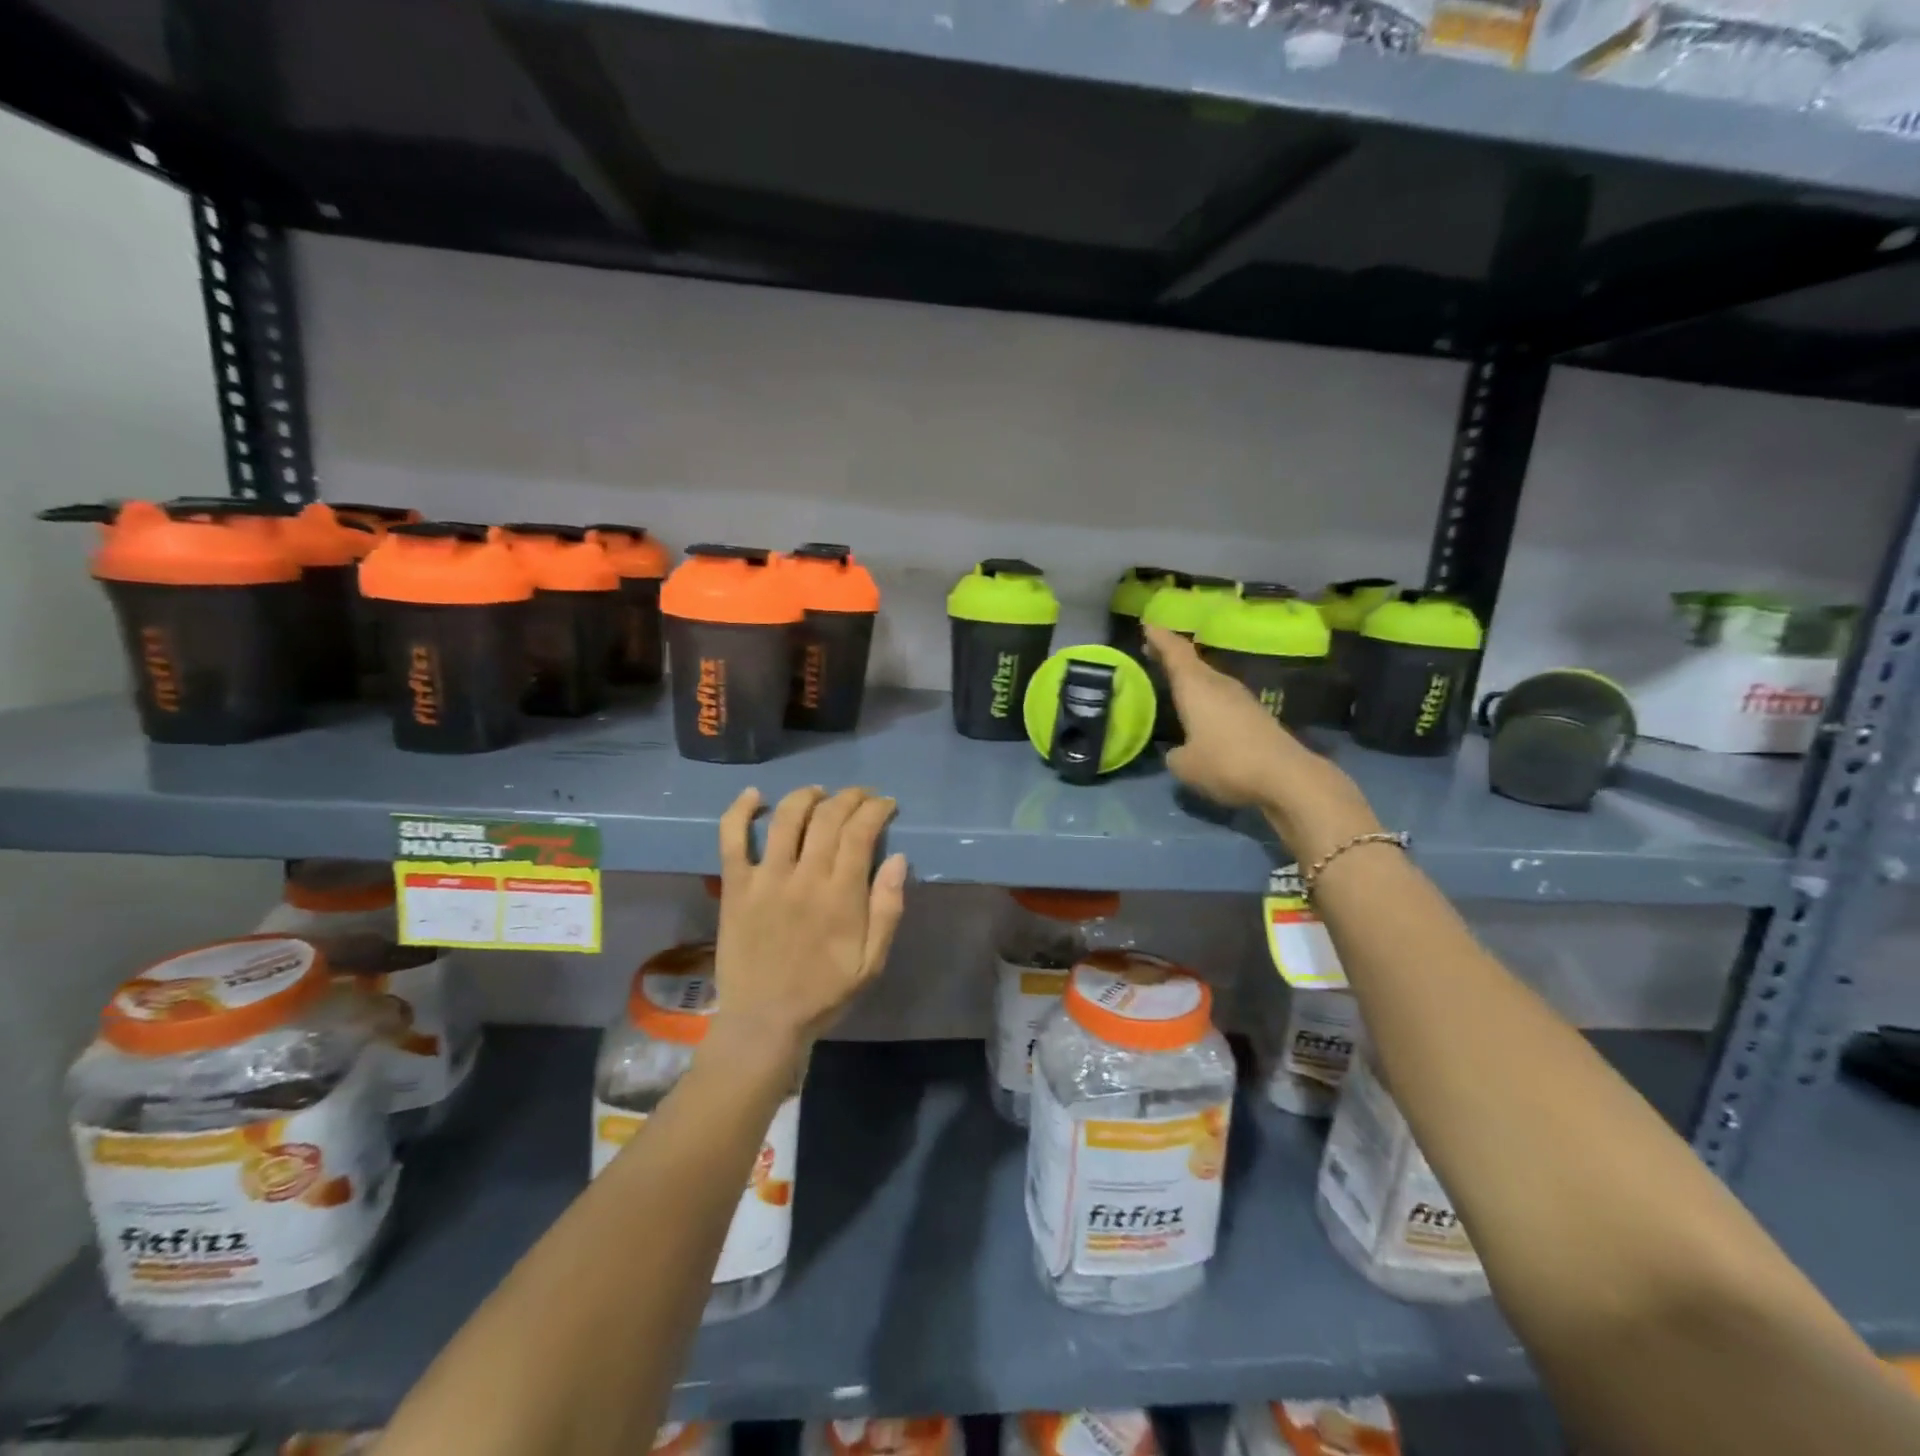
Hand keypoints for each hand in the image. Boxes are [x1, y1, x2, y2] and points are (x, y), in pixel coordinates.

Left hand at [711, 786, 907, 1058]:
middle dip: (850, 797)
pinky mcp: (735, 886)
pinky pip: (732, 839)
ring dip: (807, 796)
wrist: (764, 1022)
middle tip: (861, 797)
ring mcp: (765, 878)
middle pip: (828, 817)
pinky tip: (754, 795)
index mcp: (840, 895)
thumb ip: (887, 910)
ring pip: (787, 818)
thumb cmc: (824, 993)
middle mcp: (804, 877)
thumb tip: (898, 859)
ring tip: (820, 793)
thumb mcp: (871, 962)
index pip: (860, 832)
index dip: (876, 809)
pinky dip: (740, 811)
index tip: (886, 805)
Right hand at [1145, 625, 1379, 861]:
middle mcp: (1219, 684)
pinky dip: (1206, 698)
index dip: (1160, 637)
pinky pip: (1221, 698)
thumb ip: (1174, 754)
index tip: (1147, 624)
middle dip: (1171, 656)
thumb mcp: (1185, 765)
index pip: (1175, 651)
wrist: (1286, 777)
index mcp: (1196, 686)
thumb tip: (1179, 751)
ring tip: (1173, 682)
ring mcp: (1241, 699)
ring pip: (1208, 680)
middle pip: (1192, 662)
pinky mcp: (1255, 716)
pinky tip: (1200, 712)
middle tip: (1151, 652)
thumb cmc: (1226, 763)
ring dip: (1190, 678)